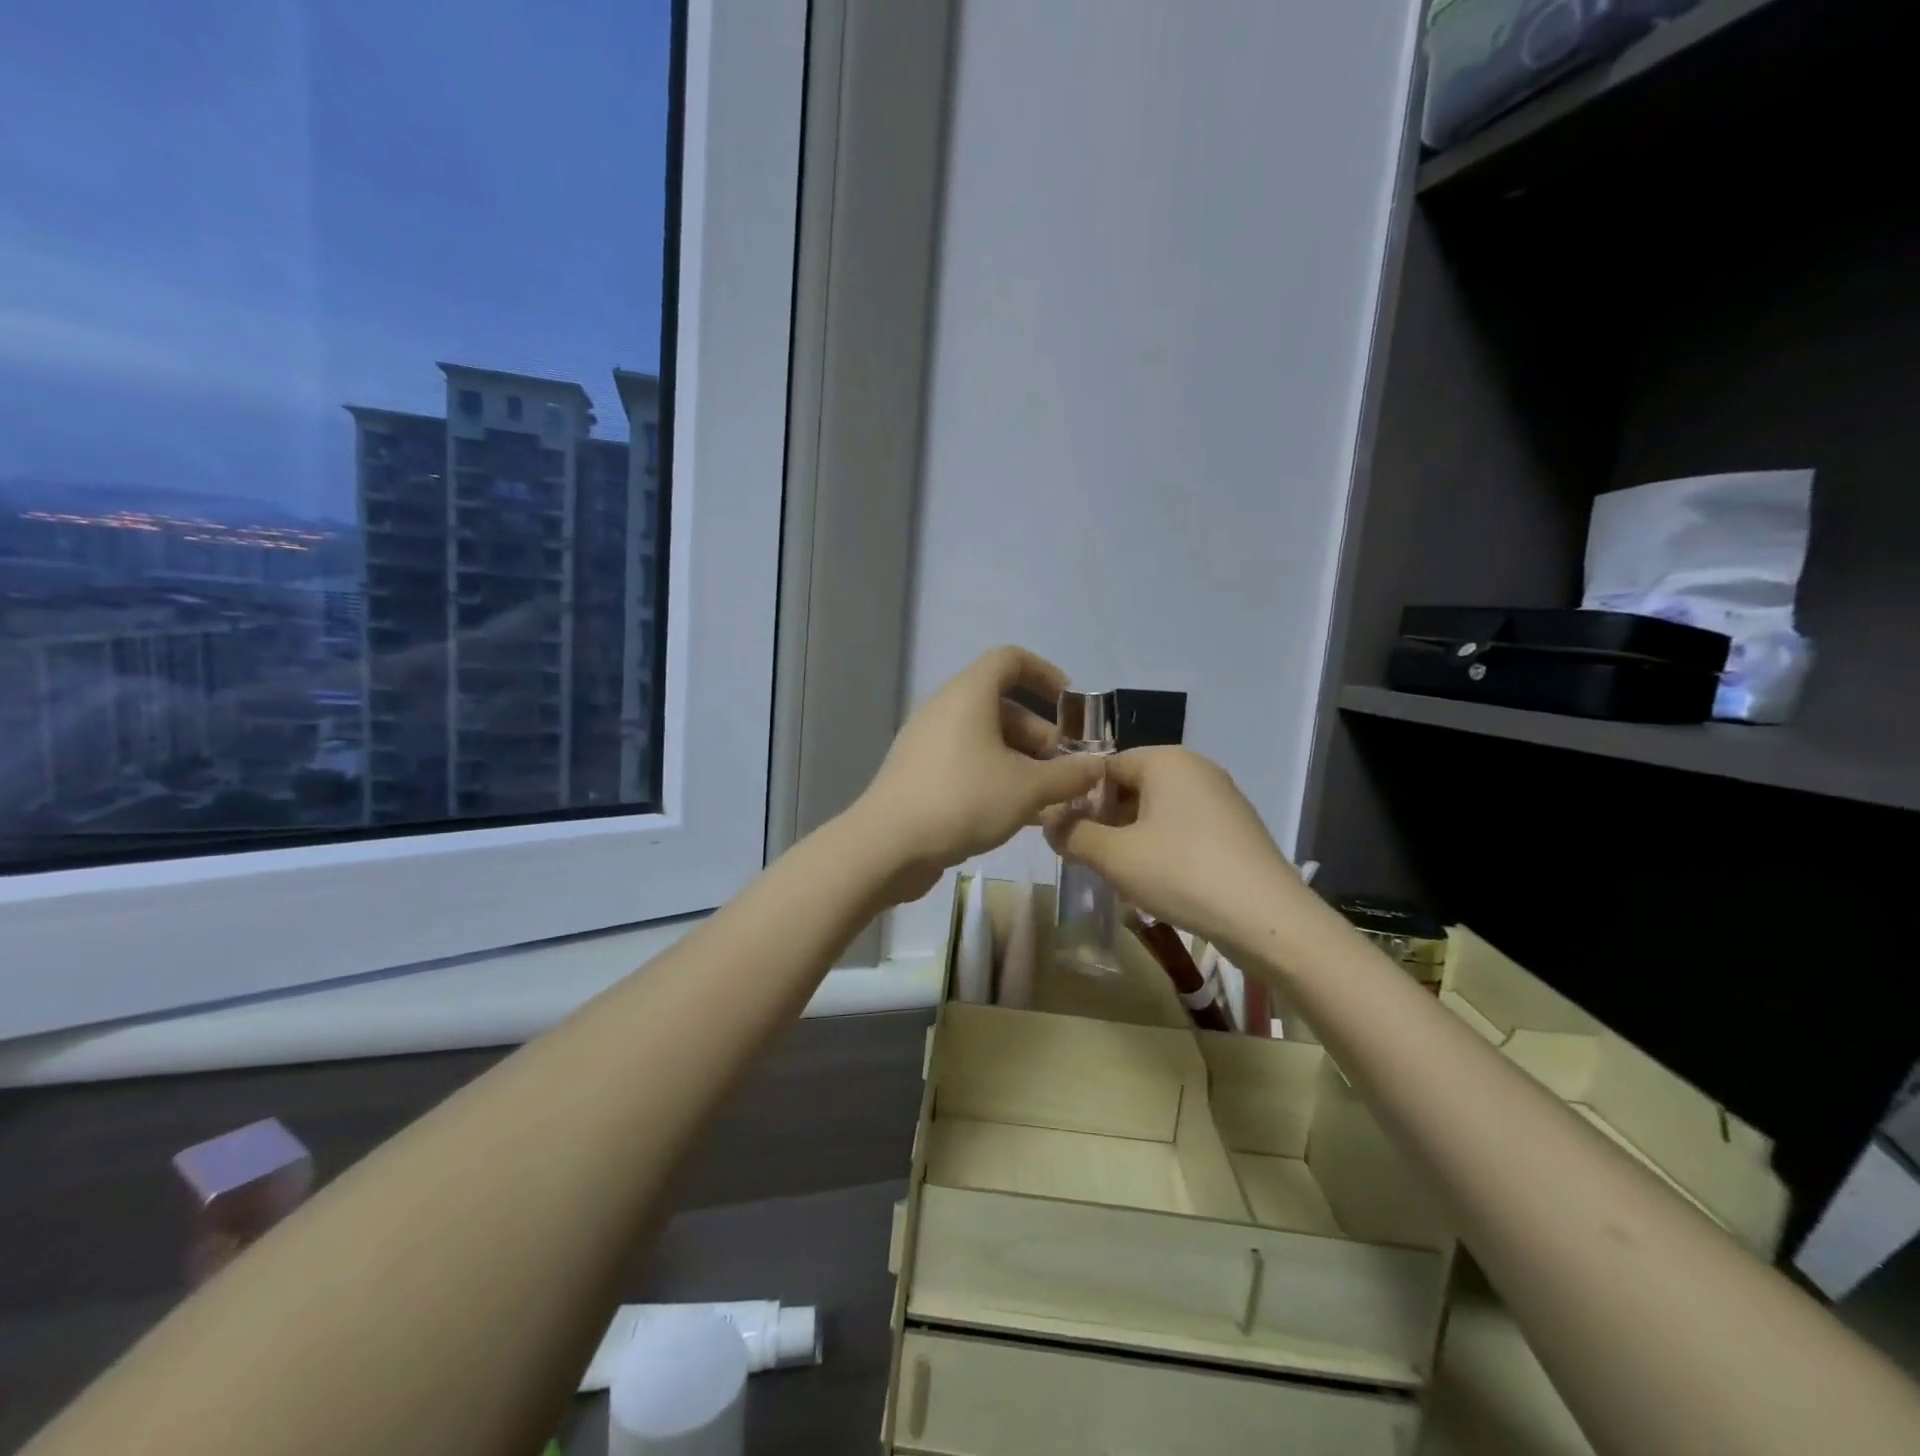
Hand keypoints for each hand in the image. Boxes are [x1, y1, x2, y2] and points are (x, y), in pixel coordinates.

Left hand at [855, 647, 1102, 900]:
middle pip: (1002, 705)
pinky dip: (996, 776)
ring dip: (1022, 760)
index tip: (1072, 707)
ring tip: (1050, 796)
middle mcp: (945, 708)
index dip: (1046, 675)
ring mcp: (928, 741)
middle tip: (1067, 768)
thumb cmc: (963, 800)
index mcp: (968, 694)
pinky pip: (967, 761)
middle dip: (1041, 733)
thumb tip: (1098, 767)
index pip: (1011, 660)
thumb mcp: (1027, 788)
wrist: (887, 845)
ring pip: (986, 738)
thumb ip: (1069, 775)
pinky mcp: (919, 773)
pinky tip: (1019, 813)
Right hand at [1044, 746, 1309, 957]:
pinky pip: (1185, 829)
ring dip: (1133, 838)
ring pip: (1158, 811)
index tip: (1067, 834)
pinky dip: (1164, 849)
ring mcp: (1222, 798)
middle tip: (1090, 857)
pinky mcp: (1237, 829)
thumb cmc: (1181, 873)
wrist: (1267, 919)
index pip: (1105, 765)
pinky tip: (1159, 883)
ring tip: (1120, 875)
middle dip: (1106, 820)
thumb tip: (1049, 823)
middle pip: (1133, 786)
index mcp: (1165, 760)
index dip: (1080, 798)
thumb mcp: (1113, 856)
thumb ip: (1072, 834)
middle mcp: (1196, 768)